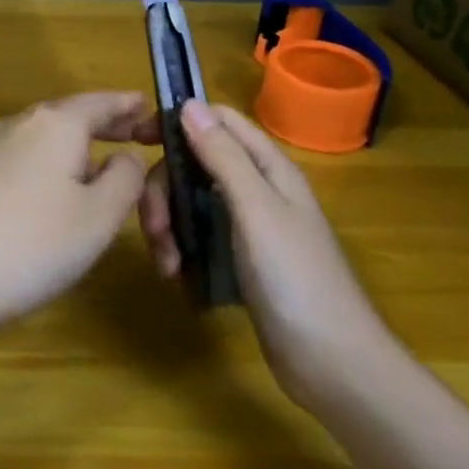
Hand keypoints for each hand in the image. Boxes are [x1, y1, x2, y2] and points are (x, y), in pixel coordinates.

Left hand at [0, 92, 153, 342]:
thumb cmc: (32, 242)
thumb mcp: (98, 216)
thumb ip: (124, 178)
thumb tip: (126, 154)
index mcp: (56, 123)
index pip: (102, 102)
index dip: (130, 105)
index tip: (152, 108)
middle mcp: (20, 125)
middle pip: (71, 117)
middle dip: (106, 127)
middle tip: (138, 137)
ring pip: (46, 140)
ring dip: (77, 150)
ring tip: (103, 168)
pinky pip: (24, 162)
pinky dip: (51, 168)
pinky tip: (56, 196)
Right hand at [139, 100, 394, 405]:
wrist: (332, 365)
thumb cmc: (296, 279)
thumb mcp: (256, 209)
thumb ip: (223, 156)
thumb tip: (189, 103)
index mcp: (268, 168)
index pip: (218, 121)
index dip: (177, 121)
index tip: (135, 140)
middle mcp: (257, 189)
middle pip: (194, 165)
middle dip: (164, 189)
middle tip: (155, 227)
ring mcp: (248, 227)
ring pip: (190, 202)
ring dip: (168, 224)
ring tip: (166, 263)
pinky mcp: (239, 260)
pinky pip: (197, 237)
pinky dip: (180, 250)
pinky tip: (176, 275)